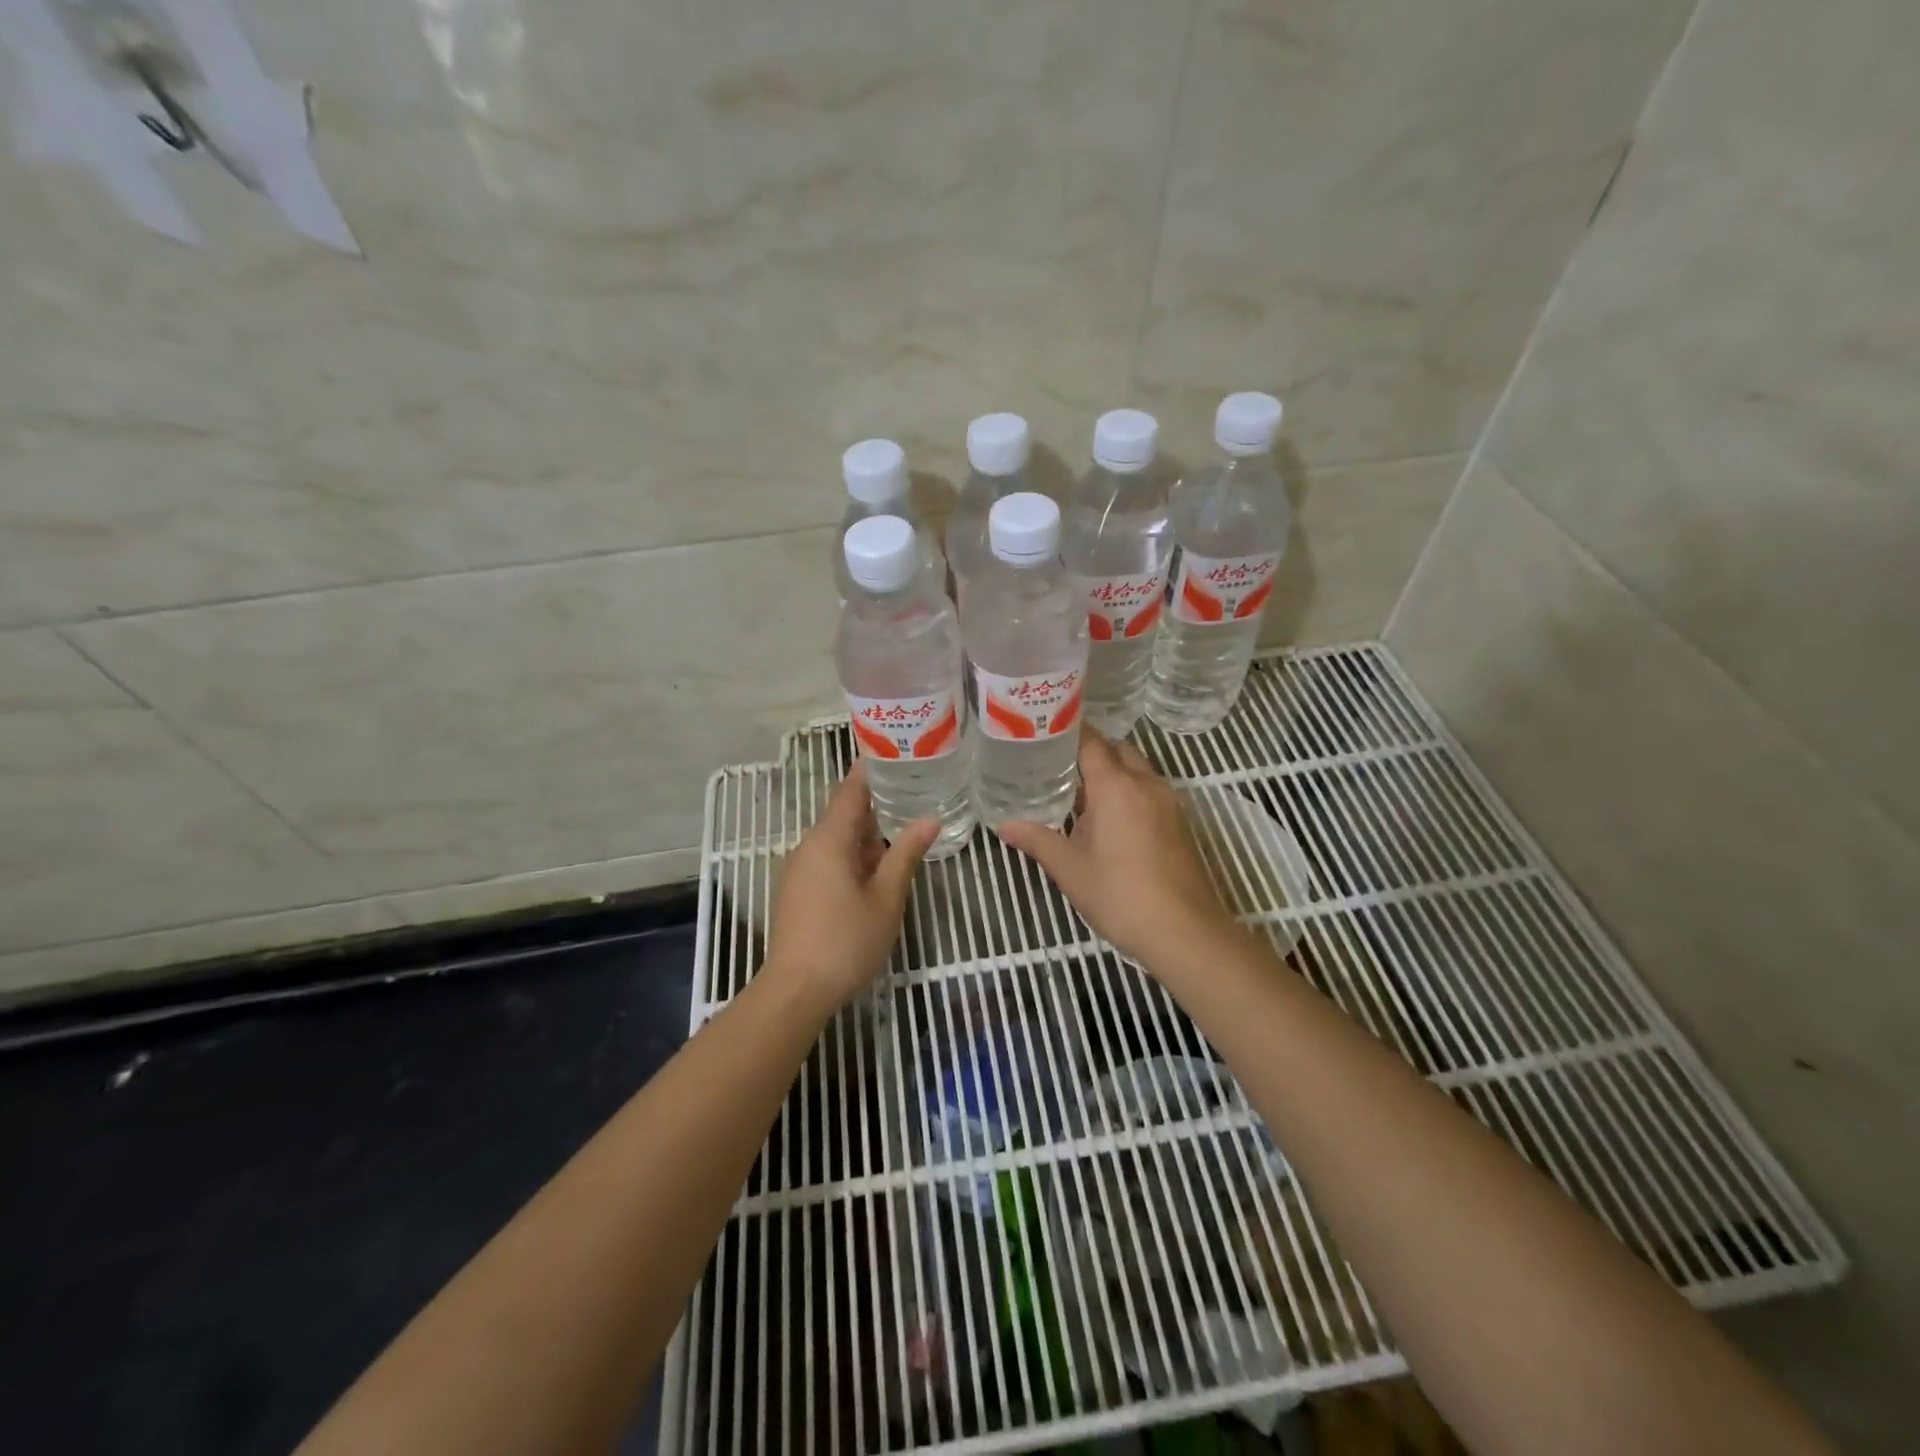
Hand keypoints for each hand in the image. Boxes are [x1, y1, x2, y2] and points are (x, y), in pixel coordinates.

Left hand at [764, 763, 937, 1009]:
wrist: (795, 990)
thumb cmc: (846, 941)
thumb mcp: (887, 897)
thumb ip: (906, 854)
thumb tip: (930, 818)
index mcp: (829, 839)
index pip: (851, 789)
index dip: (872, 769)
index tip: (896, 751)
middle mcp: (809, 845)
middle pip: (844, 812)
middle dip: (877, 802)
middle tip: (915, 789)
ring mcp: (800, 869)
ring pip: (838, 838)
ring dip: (868, 832)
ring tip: (905, 825)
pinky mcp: (798, 890)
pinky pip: (829, 858)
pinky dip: (855, 853)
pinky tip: (880, 866)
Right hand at [997, 731, 1234, 967]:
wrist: (1185, 932)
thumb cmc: (1121, 896)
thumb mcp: (1070, 870)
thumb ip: (1037, 841)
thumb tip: (1005, 826)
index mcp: (1116, 787)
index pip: (1091, 742)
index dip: (1069, 732)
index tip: (1044, 733)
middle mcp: (1146, 784)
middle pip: (1118, 750)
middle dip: (1092, 752)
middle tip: (1058, 765)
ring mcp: (1169, 802)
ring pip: (1138, 770)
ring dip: (1113, 773)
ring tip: (1080, 793)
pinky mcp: (1181, 823)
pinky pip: (1151, 791)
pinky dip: (1130, 792)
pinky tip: (1110, 820)